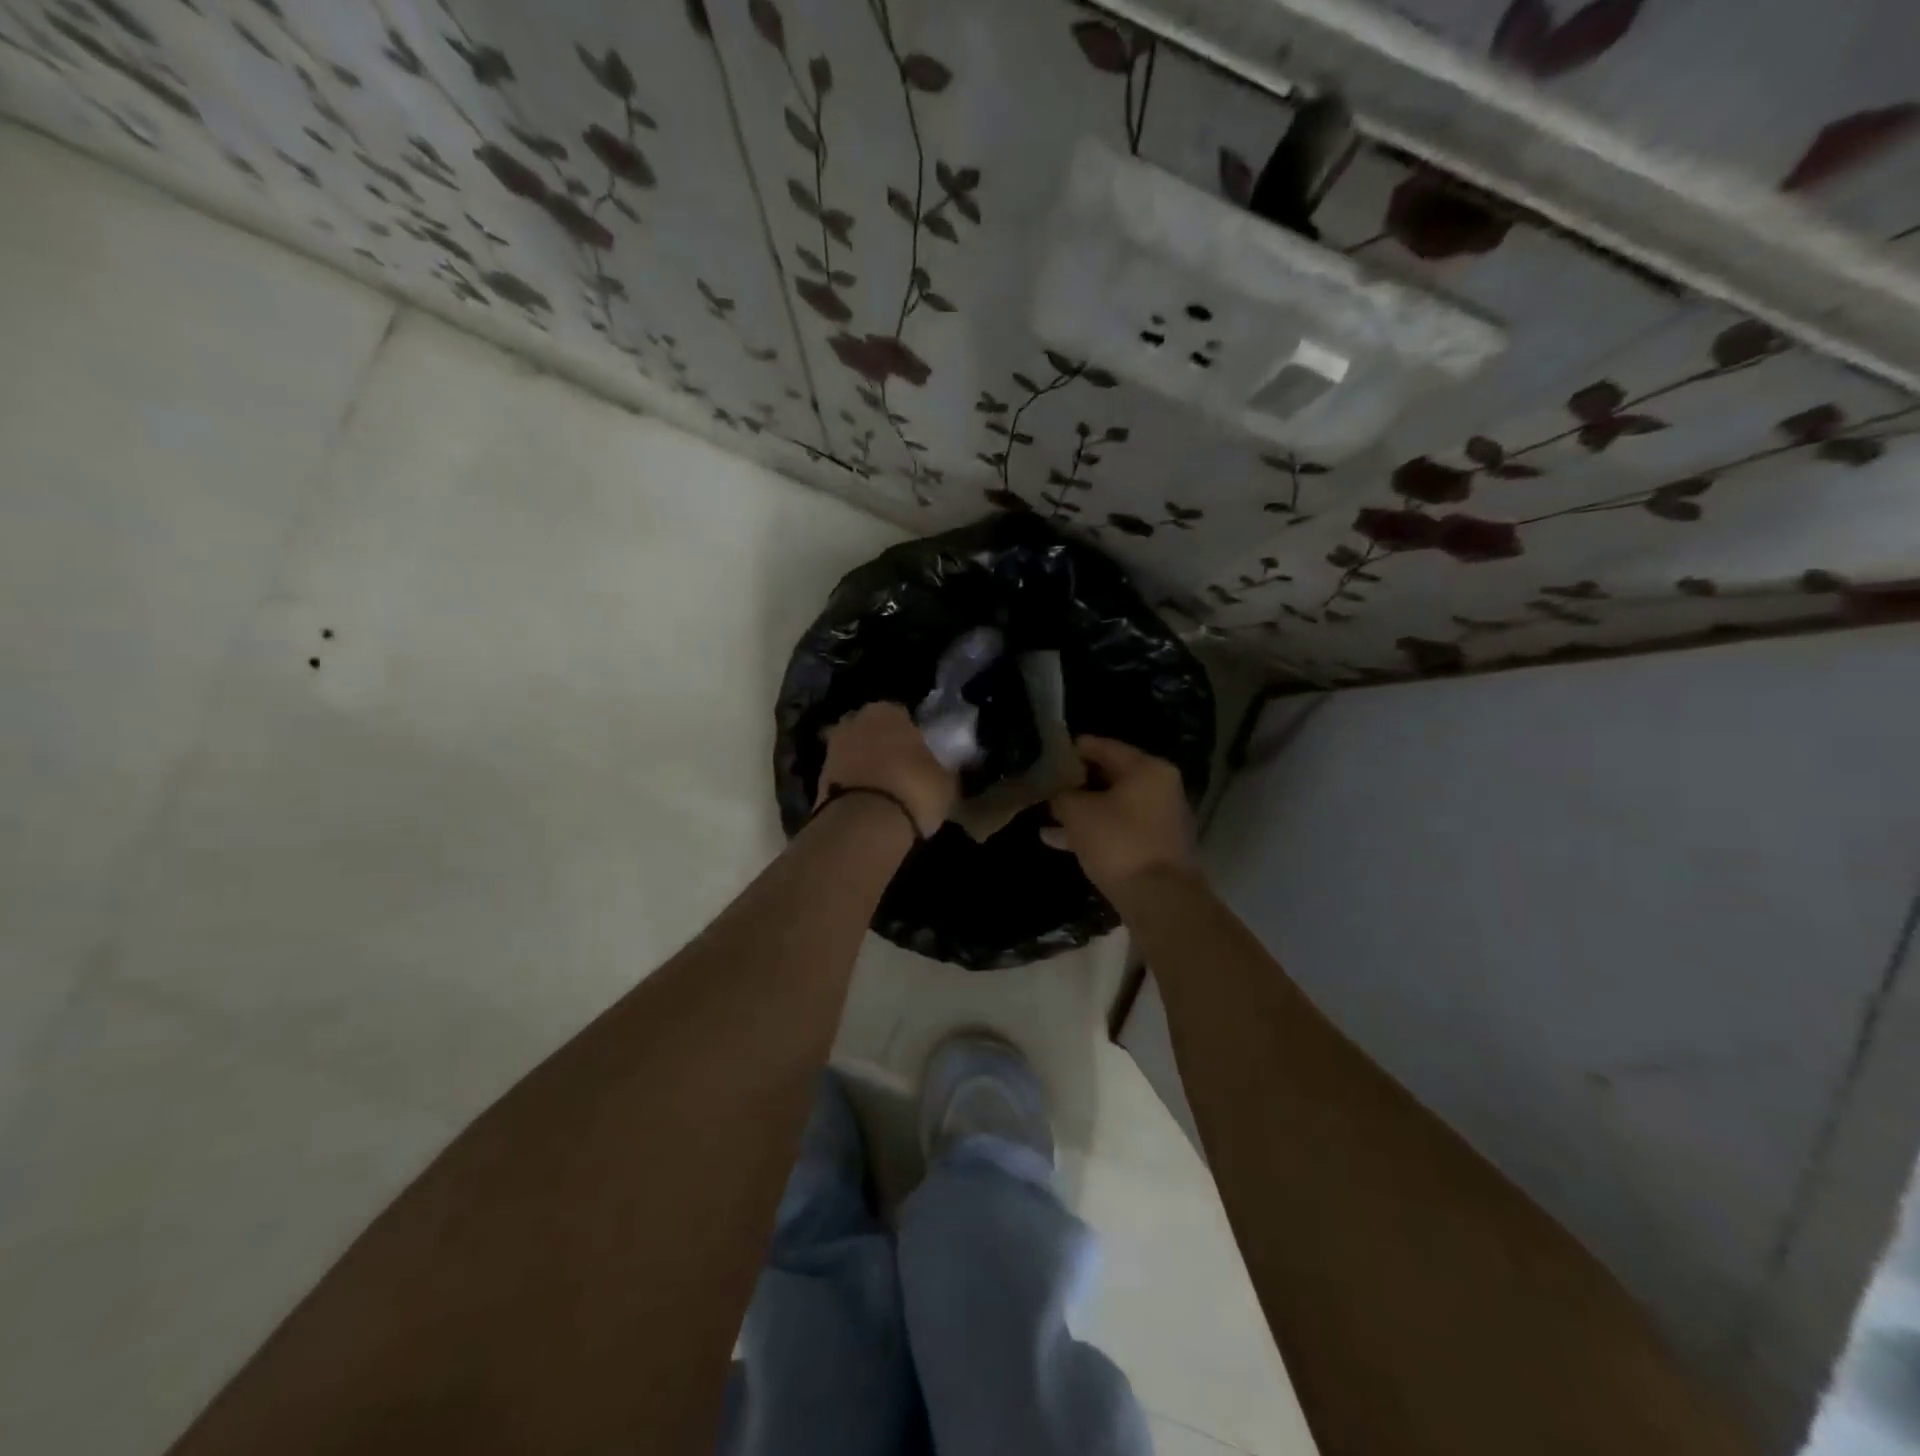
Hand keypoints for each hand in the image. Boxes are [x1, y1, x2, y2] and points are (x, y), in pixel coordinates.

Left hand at [817, 702, 956, 838]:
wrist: (863, 824)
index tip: (920, 754)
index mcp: (888, 711)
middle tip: (901, 769)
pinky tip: (868, 803)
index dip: (911, 734)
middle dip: (883, 745)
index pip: (902, 715)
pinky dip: (853, 786)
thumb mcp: (945, 781)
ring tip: (885, 790)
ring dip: (865, 766)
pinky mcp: (817, 779)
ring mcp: (832, 749)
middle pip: (872, 730)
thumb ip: (940, 768)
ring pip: (855, 753)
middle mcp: (855, 721)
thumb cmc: (913, 789)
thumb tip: (941, 771)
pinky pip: (843, 777)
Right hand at [1044, 736, 1196, 897]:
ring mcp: (1159, 820)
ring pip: (1112, 805)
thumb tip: (1058, 796)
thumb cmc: (1118, 843)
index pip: (1104, 747)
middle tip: (1046, 782)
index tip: (1050, 751)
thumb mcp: (1078, 813)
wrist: (1159, 899)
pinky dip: (1092, 830)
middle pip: (1110, 776)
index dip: (1074, 748)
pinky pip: (1117, 829)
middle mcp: (1159, 789)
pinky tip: (1058, 839)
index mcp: (1147, 769)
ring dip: (1081, 809)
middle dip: (1076, 781)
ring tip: (1046, 813)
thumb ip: (1062, 796)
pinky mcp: (1154, 848)